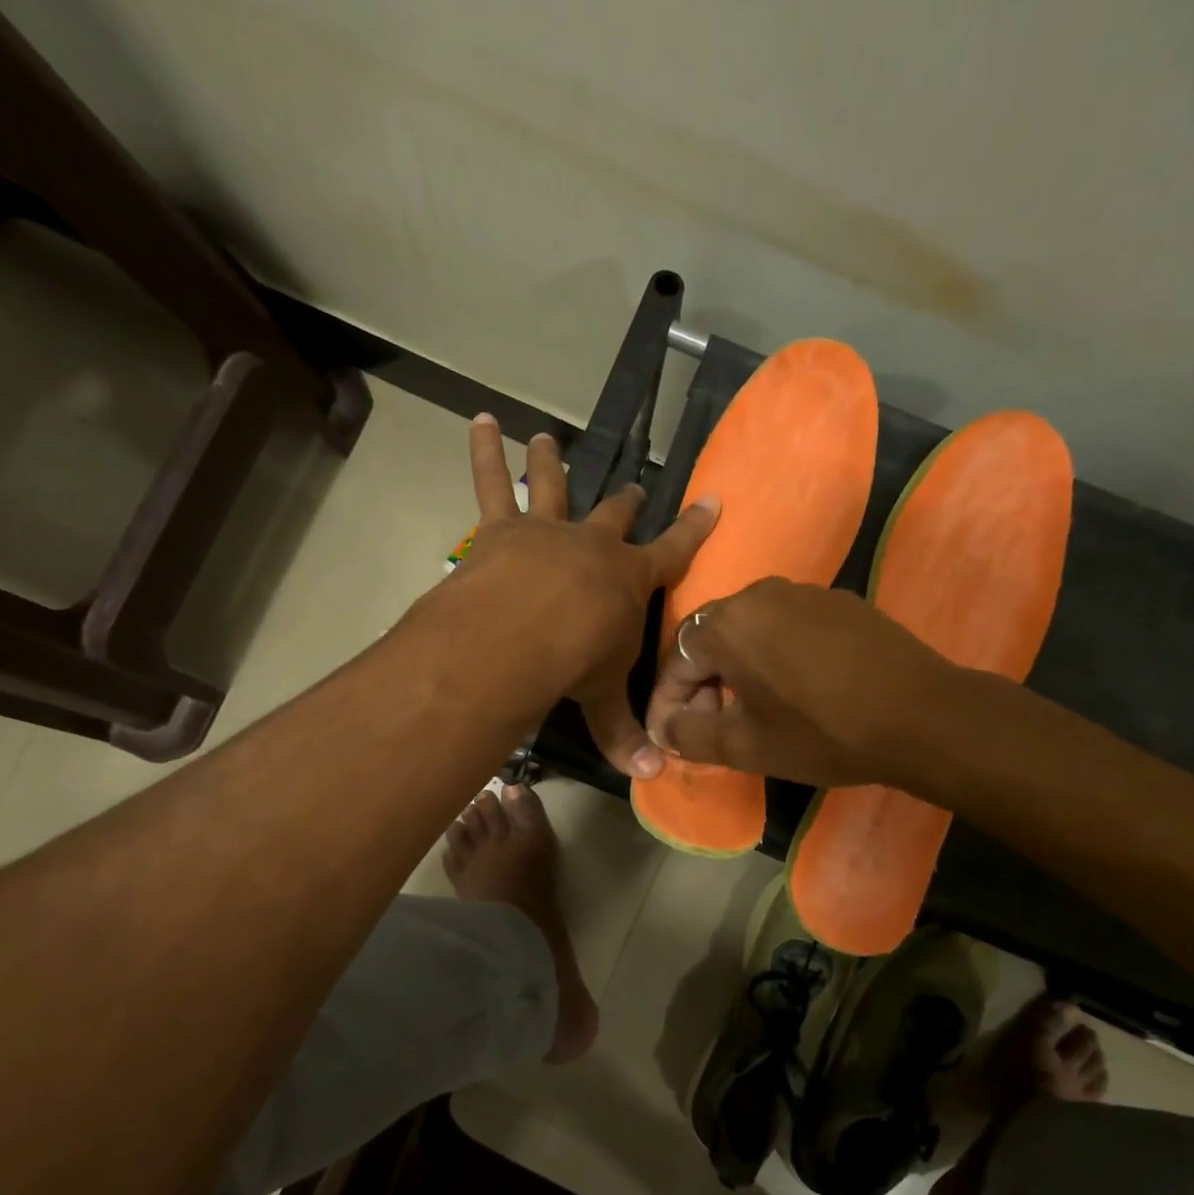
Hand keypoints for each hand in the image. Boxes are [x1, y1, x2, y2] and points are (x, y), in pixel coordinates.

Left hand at [456, 416, 716, 777]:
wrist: (522, 632)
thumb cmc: (574, 661)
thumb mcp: (603, 696)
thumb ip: (624, 732)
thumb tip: (653, 774)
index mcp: (628, 579)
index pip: (674, 551)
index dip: (694, 528)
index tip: (712, 501)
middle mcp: (592, 545)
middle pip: (615, 515)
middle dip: (626, 502)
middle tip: (633, 488)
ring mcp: (547, 530)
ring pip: (552, 486)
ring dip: (551, 461)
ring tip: (547, 436)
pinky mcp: (501, 529)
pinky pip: (490, 483)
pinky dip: (484, 451)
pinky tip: (481, 420)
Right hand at [646, 578, 960, 788]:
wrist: (921, 715)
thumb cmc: (822, 732)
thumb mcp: (744, 746)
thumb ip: (689, 735)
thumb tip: (664, 727)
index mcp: (728, 622)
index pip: (675, 661)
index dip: (665, 704)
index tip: (667, 738)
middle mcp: (760, 593)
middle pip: (710, 640)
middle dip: (700, 687)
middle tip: (709, 728)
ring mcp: (804, 592)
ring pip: (749, 632)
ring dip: (736, 671)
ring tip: (749, 711)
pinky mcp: (839, 602)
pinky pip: (786, 627)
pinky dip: (773, 657)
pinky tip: (793, 690)